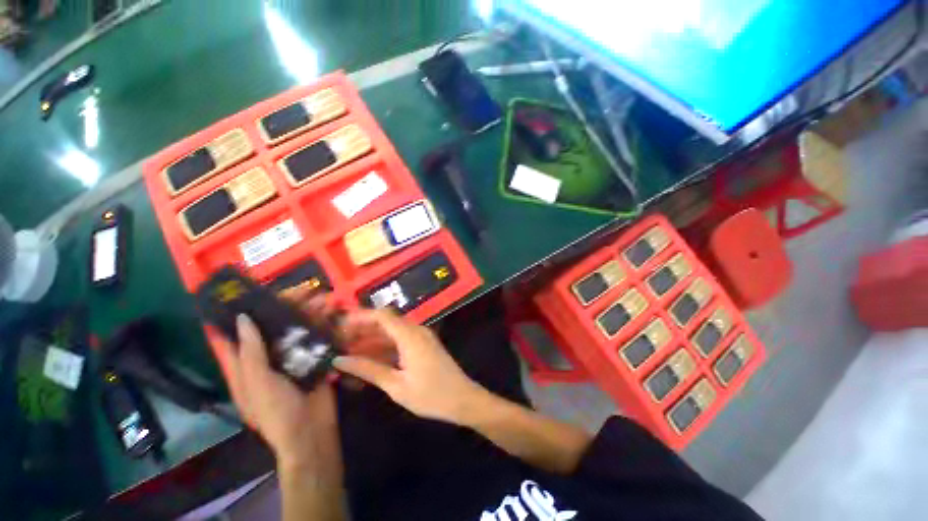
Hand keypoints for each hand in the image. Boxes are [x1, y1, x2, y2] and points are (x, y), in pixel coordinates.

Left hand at [218, 292, 340, 474]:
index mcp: (246, 364)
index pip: (235, 335)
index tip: (248, 291)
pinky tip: (335, 313)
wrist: (311, 432)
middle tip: (305, 290)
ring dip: (311, 312)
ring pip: (298, 328)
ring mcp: (293, 357)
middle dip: (288, 306)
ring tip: (326, 298)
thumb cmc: (275, 411)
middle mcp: (268, 357)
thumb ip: (251, 351)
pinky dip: (325, 324)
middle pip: (273, 326)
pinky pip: (317, 337)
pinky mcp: (314, 359)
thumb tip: (243, 318)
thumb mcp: (257, 382)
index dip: (238, 313)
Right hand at [333, 309, 487, 425]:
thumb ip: (369, 369)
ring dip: (372, 338)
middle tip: (339, 341)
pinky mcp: (423, 345)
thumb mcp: (397, 385)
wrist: (463, 399)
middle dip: (363, 329)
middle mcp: (416, 330)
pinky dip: (384, 346)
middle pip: (386, 321)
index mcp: (410, 335)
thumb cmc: (431, 395)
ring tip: (348, 350)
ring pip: (392, 331)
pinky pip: (400, 340)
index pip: (382, 316)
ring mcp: (421, 337)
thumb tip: (339, 360)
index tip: (339, 326)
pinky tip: (369, 358)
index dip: (360, 317)